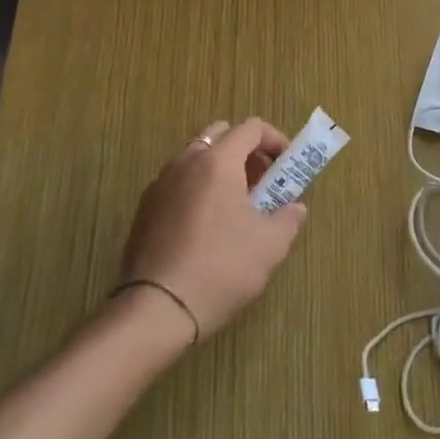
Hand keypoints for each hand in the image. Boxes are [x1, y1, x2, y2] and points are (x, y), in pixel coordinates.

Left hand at [119, 119, 306, 338]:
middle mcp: (185, 163)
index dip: (276, 140)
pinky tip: (209, 227)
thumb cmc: (221, 267)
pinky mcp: (144, 212)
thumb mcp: (271, 244)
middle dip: (246, 151)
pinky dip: (199, 190)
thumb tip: (295, 208)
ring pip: (196, 159)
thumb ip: (289, 218)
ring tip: (238, 206)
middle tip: (263, 181)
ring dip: (221, 170)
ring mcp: (159, 186)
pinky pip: (178, 184)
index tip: (289, 165)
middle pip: (220, 136)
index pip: (251, 128)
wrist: (156, 311)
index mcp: (217, 162)